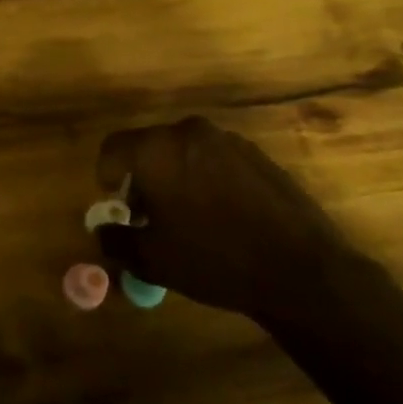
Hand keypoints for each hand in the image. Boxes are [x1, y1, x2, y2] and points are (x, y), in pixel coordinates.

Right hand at [94, 117, 356, 321]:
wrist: (301, 270)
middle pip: (148, 146)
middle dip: (141, 177)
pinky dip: (206, 178)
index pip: (113, 147)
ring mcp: (227, 140)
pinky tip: (222, 216)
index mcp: (157, 150)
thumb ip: (116, 240)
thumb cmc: (214, 260)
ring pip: (183, 151)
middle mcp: (189, 133)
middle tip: (148, 215)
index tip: (117, 205)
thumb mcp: (152, 259)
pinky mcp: (256, 154)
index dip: (106, 175)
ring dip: (175, 176)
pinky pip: (215, 159)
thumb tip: (102, 232)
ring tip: (187, 218)